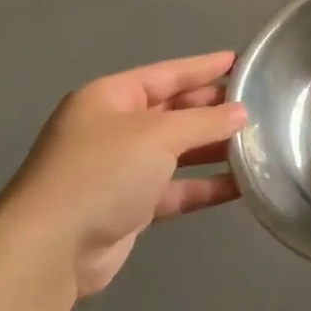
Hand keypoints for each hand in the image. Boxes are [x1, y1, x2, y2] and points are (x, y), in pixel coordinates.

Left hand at [0, 52, 247, 297]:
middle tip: (258, 104)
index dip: (204, 67)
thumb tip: (242, 113)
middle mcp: (114, 129)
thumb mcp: (158, 135)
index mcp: (110, 99)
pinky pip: (177, 188)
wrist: (52, 249)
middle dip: (213, 109)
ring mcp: (121, 170)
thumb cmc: (102, 172)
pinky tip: (242, 185)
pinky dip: (205, 185)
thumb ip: (205, 121)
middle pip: (173, 111)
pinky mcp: (130, 207)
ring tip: (258, 142)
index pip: (166, 74)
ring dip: (214, 149)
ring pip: (178, 152)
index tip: (242, 61)